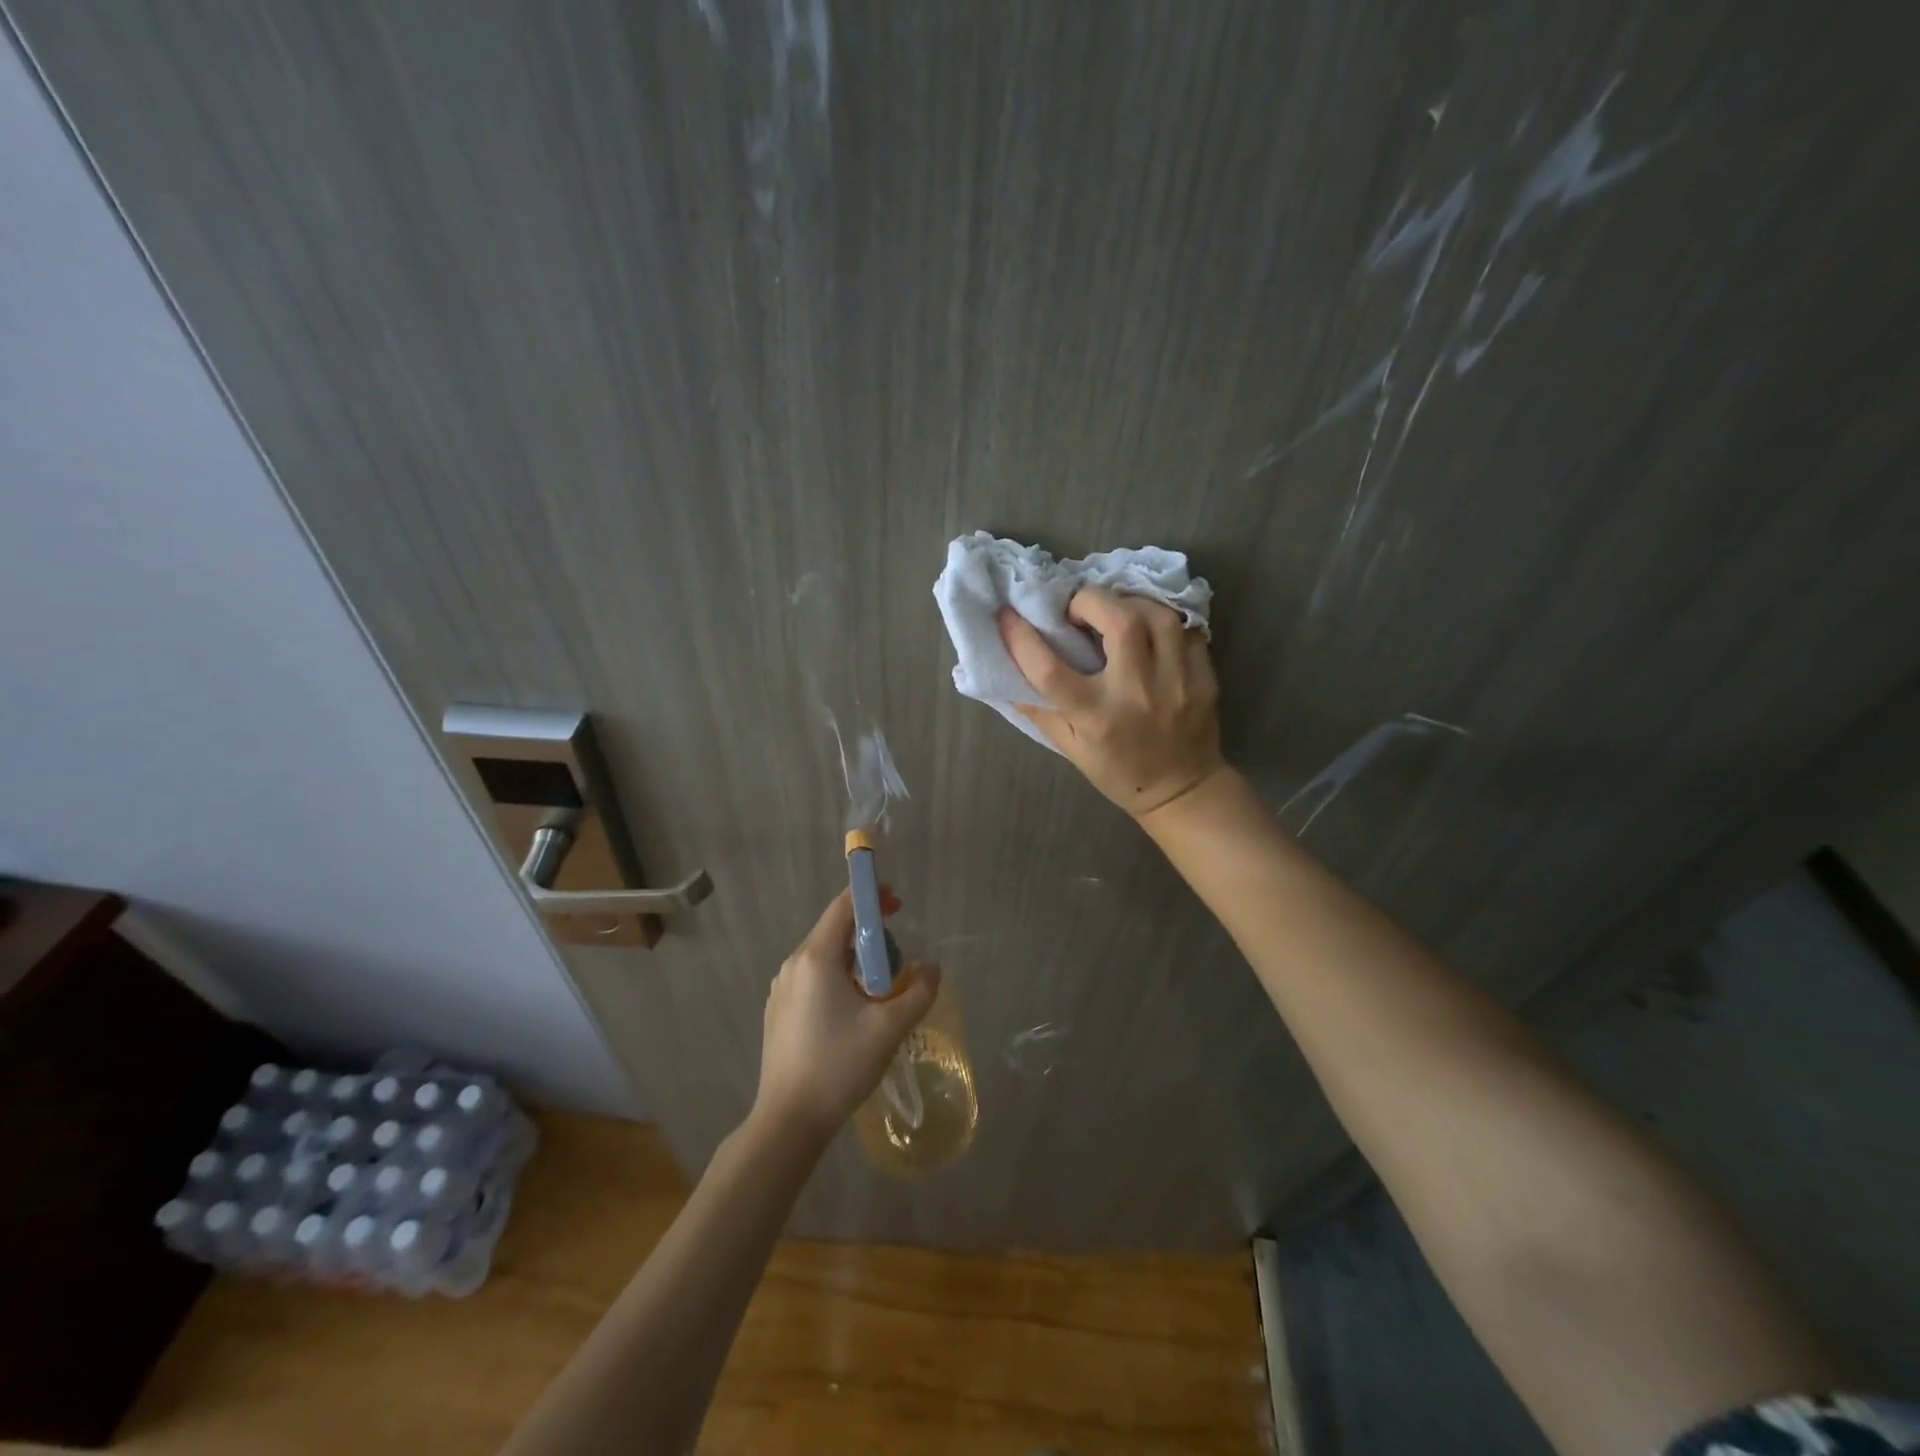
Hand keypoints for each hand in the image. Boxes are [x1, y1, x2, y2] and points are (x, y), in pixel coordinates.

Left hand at [753, 887, 940, 1141]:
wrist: (788, 1121)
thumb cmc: (839, 1066)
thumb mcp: (890, 1028)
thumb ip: (920, 991)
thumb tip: (932, 968)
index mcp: (816, 958)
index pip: (844, 906)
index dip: (872, 897)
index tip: (899, 905)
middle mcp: (793, 964)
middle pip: (835, 930)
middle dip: (870, 936)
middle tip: (898, 963)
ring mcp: (782, 988)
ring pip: (825, 956)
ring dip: (856, 961)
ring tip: (880, 994)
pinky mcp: (779, 1010)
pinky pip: (813, 978)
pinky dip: (838, 979)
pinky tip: (853, 1014)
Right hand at [998, 586, 1225, 818]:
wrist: (1183, 791)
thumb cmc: (1118, 772)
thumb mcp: (1070, 748)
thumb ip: (1040, 709)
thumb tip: (1004, 672)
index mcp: (1096, 717)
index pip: (1049, 669)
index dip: (1021, 637)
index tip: (1008, 615)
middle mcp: (1136, 695)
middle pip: (1118, 622)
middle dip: (1091, 600)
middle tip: (1078, 608)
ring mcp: (1176, 683)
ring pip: (1157, 616)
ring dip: (1130, 602)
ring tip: (1116, 610)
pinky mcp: (1204, 678)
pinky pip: (1187, 630)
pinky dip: (1164, 620)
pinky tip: (1149, 628)